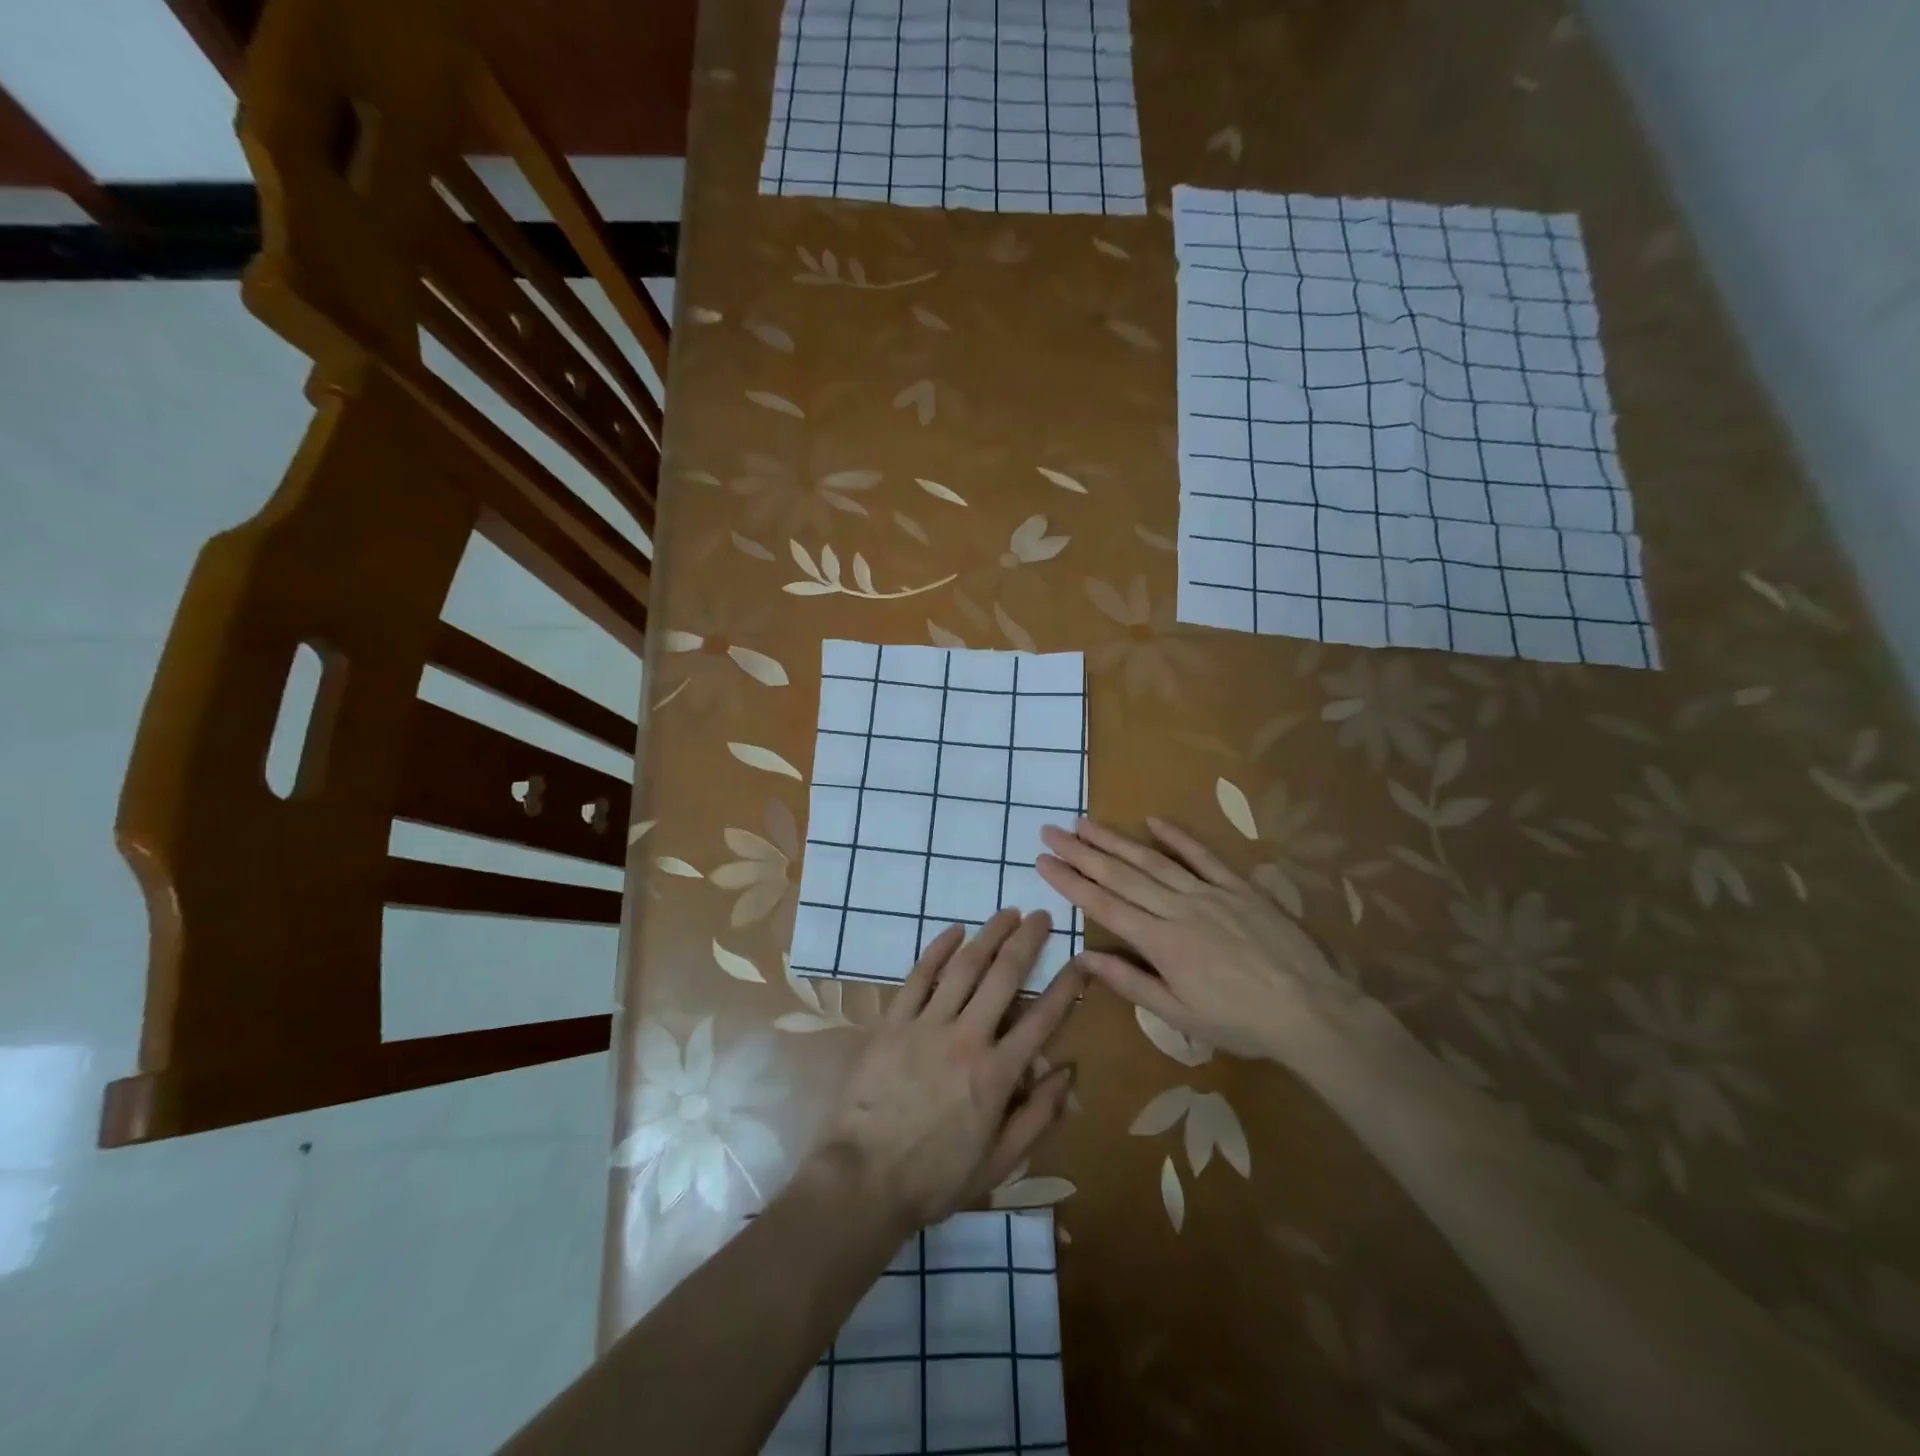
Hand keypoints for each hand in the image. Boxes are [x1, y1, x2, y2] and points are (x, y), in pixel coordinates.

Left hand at [816, 910, 1084, 1233]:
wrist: (864, 1179)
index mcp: (996, 1074)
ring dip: (988, 935)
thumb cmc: (936, 1177)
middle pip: (1004, 977)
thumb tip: (1068, 1072)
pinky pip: (918, 977)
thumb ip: (1037, 1117)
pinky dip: (937, 950)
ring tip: (1007, 913)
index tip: (1082, 961)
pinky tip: (954, 931)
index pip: (1041, 1019)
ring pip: (964, 967)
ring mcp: (926, 1025)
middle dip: (1027, 941)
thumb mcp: (999, 1162)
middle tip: (1042, 916)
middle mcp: (966, 1038)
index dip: (1066, 987)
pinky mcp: (893, 1023)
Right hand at [1037, 817, 1360, 1065]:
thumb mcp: (1179, 1016)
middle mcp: (1177, 909)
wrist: (1310, 1010)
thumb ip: (1131, 983)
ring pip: (1152, 861)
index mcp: (1160, 943)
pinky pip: (1203, 856)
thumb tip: (1085, 958)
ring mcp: (1209, 893)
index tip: (1043, 860)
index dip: (1070, 881)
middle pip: (1121, 874)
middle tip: (1051, 830)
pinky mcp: (1238, 887)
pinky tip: (1153, 821)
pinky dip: (1177, 837)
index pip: (1104, 904)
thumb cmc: (1240, 1022)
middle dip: (1082, 852)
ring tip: (1085, 823)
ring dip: (1116, 840)